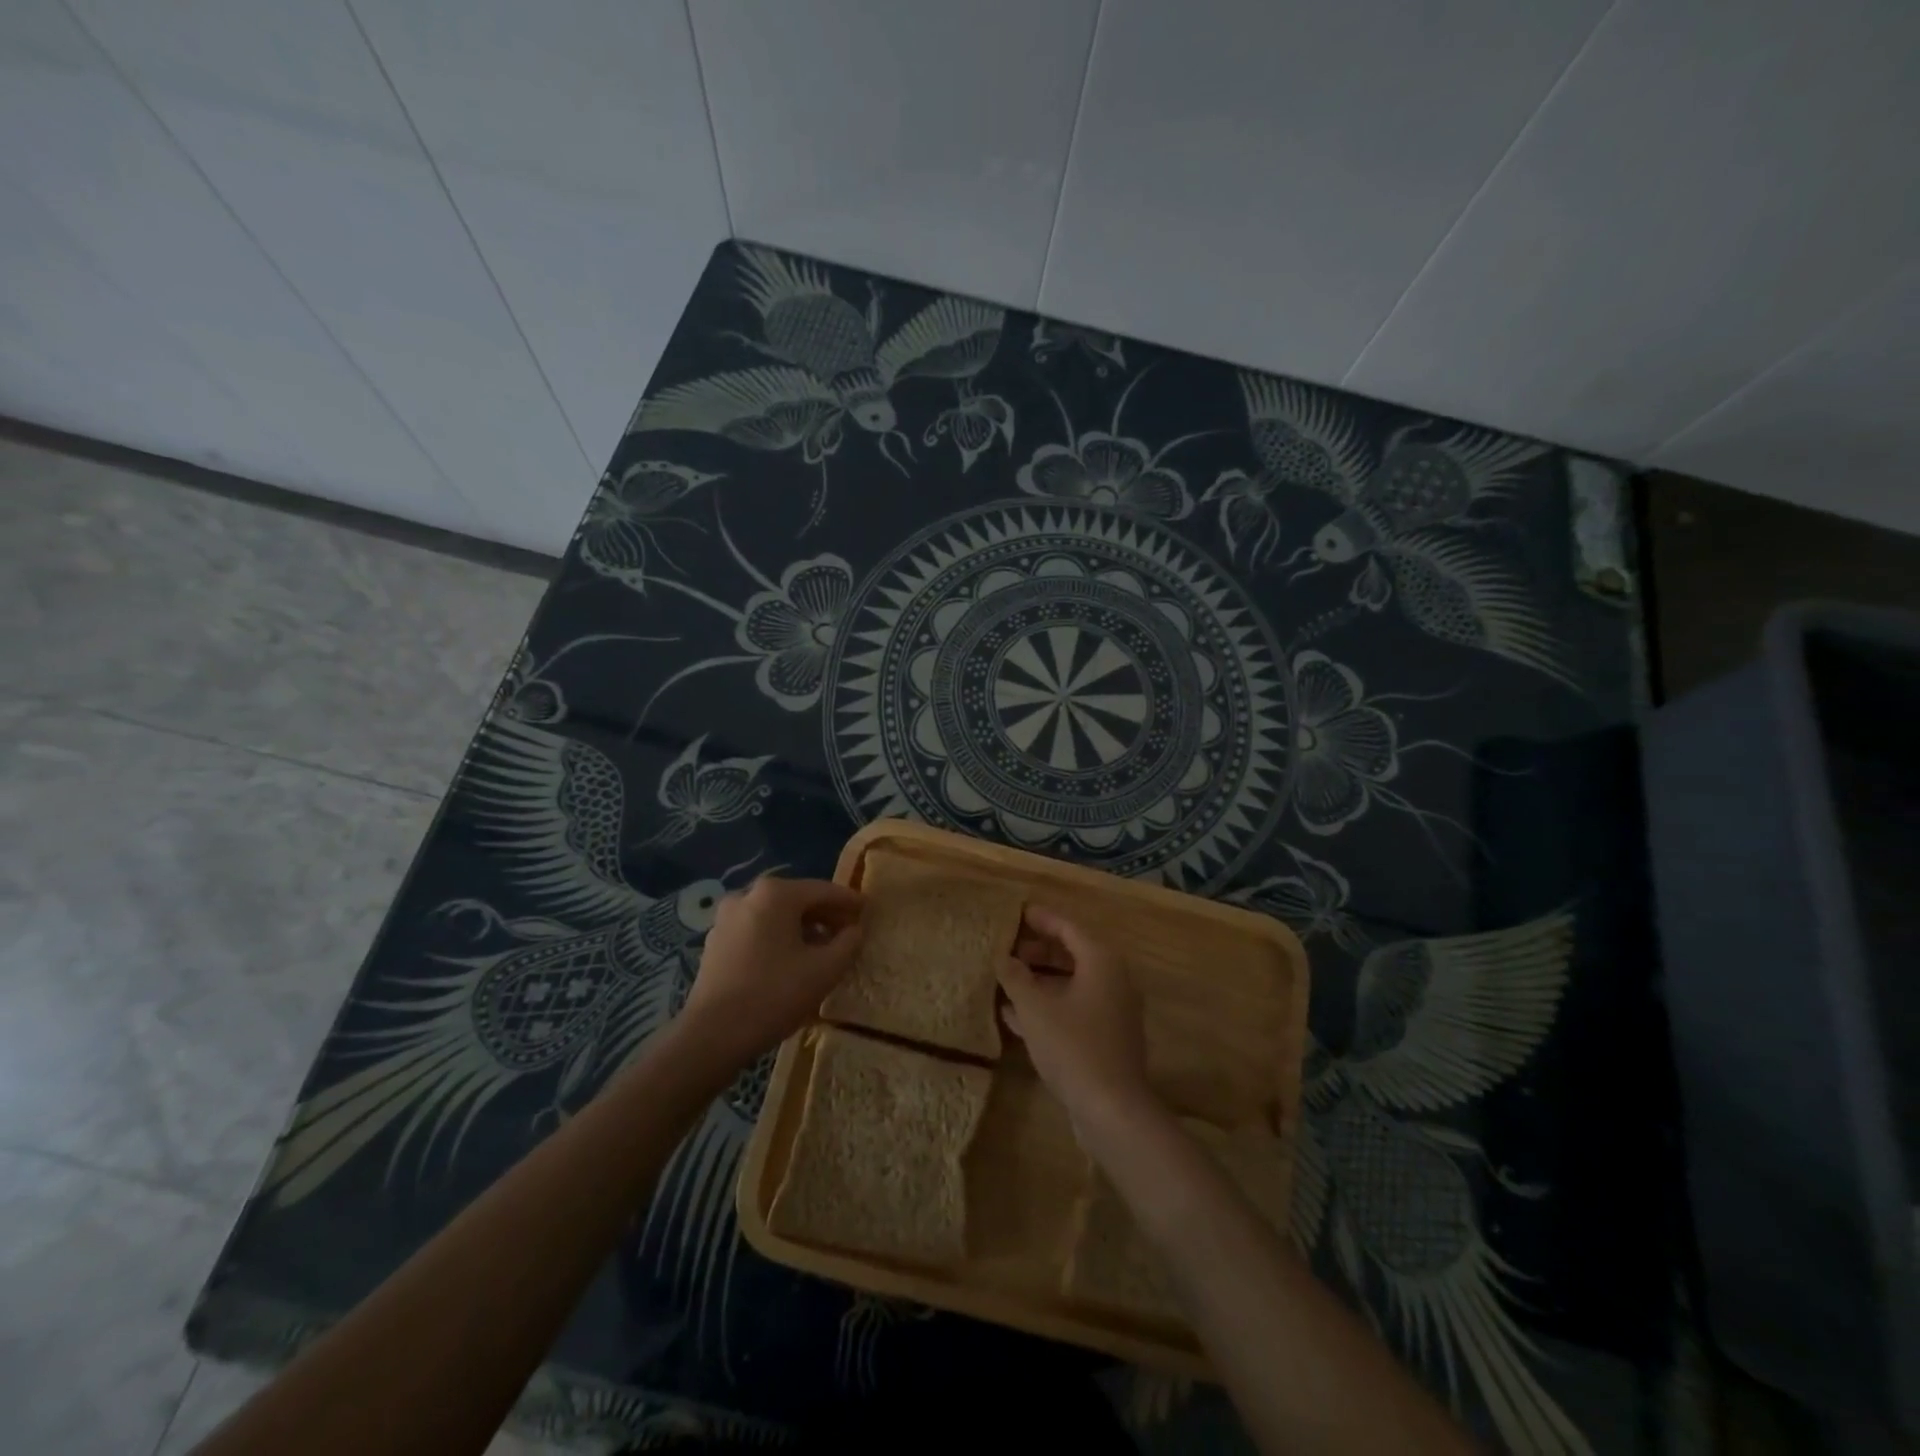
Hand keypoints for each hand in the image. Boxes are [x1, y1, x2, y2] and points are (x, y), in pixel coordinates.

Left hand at [681, 876, 863, 1065]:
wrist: (712, 1035)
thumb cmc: (774, 995)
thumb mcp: (825, 970)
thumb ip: (848, 943)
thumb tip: (855, 930)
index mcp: (775, 894)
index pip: (823, 890)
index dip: (849, 901)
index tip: (868, 910)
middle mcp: (747, 895)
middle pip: (797, 899)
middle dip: (825, 914)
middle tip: (849, 931)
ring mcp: (727, 918)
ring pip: (775, 915)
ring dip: (802, 927)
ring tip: (823, 948)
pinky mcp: (716, 942)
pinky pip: (757, 930)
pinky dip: (778, 938)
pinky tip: (791, 960)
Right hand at [997, 906, 1158, 1142]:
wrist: (1112, 1109)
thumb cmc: (1073, 1046)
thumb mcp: (1035, 1008)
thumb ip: (1015, 977)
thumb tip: (1002, 957)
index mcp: (1101, 960)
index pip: (1068, 926)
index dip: (1040, 918)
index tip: (1016, 912)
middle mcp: (1113, 978)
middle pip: (1071, 952)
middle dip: (1037, 950)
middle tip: (1005, 947)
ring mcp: (1113, 1010)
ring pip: (1071, 982)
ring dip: (1039, 980)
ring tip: (1005, 978)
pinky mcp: (1107, 1037)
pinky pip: (1074, 1007)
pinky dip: (1049, 1005)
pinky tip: (1016, 1015)